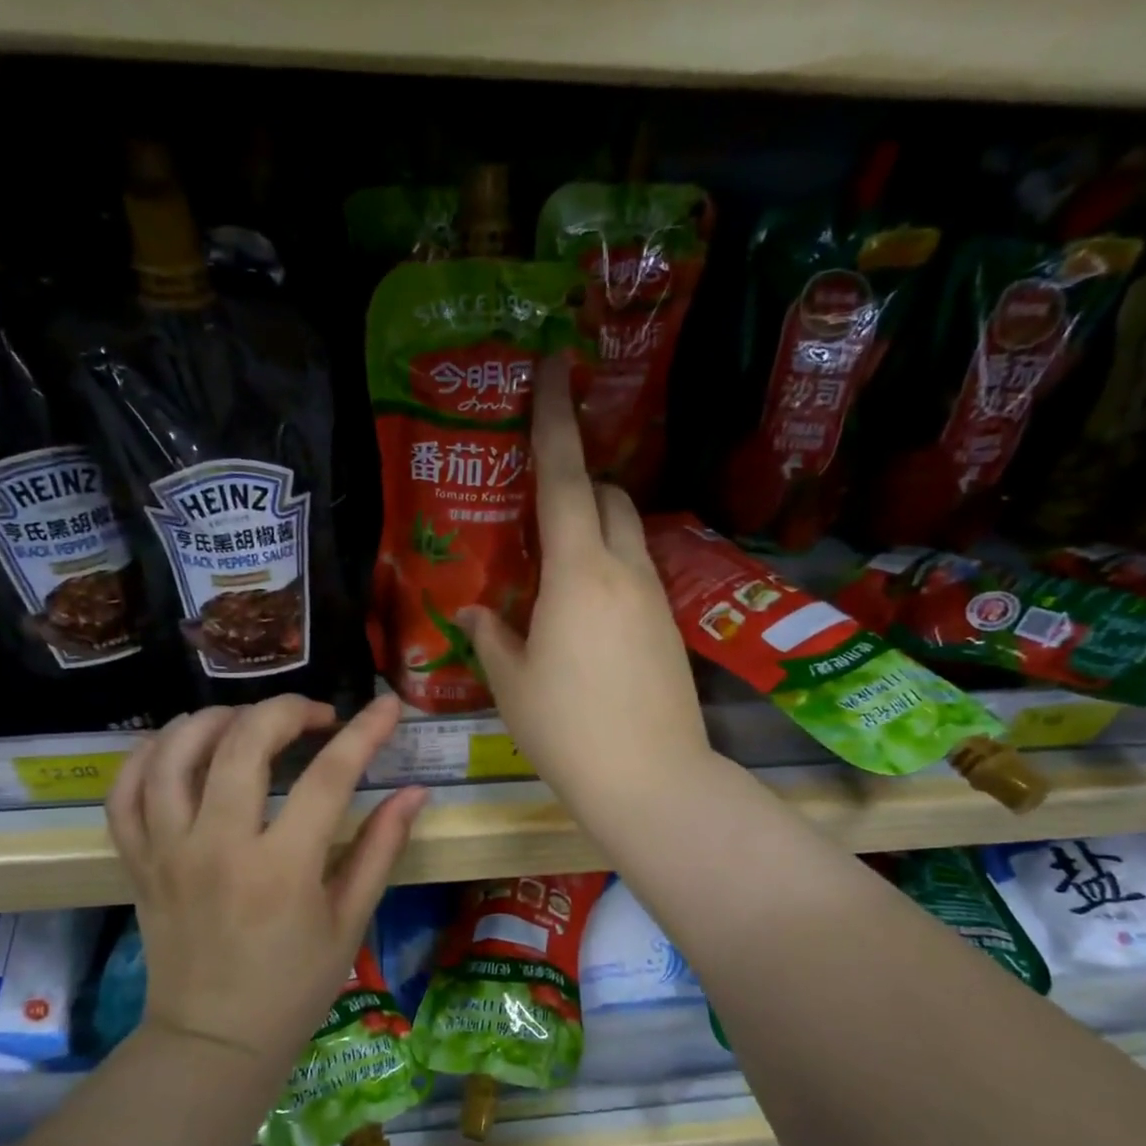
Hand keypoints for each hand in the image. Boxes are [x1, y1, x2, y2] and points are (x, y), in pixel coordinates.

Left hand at [104, 694, 427, 1065]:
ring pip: (173, 754)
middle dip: (286, 711)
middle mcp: (218, 848)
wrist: (213, 1042)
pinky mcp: (137, 862)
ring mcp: (167, 852)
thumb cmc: (294, 986)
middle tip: (315, 717)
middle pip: (243, 744)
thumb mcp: (350, 921)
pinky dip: (148, 755)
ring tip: (247, 721)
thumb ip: (382, 848)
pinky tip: (180, 746)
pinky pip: (125, 792)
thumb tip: (414, 792)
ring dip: (214, 720)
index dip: (364, 732)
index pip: (329, 777)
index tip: (386, 707)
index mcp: (282, 869)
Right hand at [459, 355, 713, 825]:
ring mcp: (656, 598)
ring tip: (558, 563)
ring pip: (629, 535)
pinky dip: (611, 569)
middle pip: (608, 497)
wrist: (651, 780)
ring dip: (597, 526)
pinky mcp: (671, 628)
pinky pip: (638, 575)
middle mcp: (625, 571)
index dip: (555, 419)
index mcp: (578, 573)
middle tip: (540, 500)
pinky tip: (586, 612)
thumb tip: (474, 611)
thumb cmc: (567, 730)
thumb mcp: (512, 683)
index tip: (556, 365)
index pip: (563, 478)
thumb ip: (491, 636)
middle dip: (578, 481)